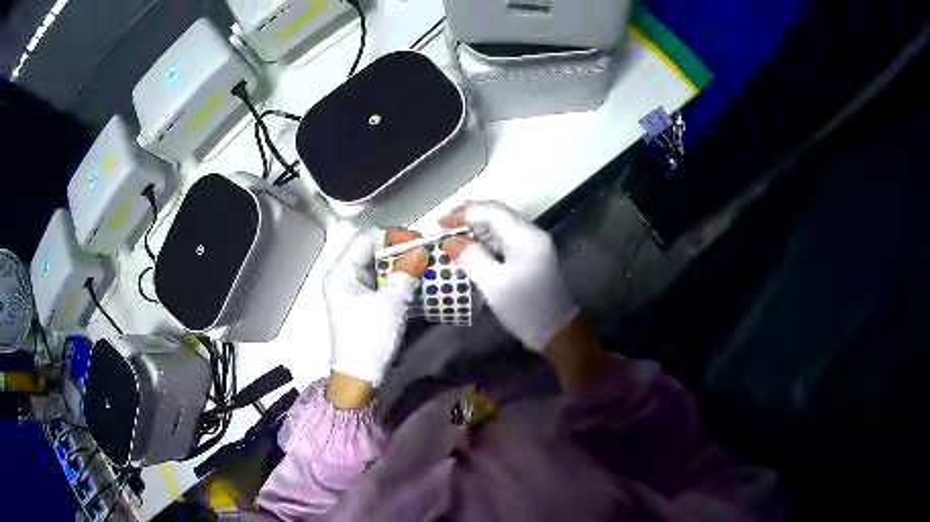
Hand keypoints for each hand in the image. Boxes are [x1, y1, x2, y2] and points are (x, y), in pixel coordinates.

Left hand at [324, 228, 427, 406]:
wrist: (358, 377)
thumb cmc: (370, 339)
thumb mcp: (392, 304)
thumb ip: (407, 273)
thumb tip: (422, 249)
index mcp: (341, 271)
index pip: (366, 237)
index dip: (393, 235)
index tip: (418, 242)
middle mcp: (342, 274)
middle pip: (370, 249)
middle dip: (398, 249)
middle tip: (424, 252)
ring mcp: (350, 288)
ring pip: (376, 264)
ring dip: (399, 263)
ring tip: (423, 264)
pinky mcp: (360, 300)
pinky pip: (378, 279)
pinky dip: (395, 277)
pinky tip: (413, 280)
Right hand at [441, 202, 577, 351]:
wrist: (555, 332)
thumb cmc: (525, 308)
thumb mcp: (494, 283)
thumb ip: (471, 257)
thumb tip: (451, 241)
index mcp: (526, 236)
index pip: (493, 211)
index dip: (465, 213)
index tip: (441, 223)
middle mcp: (531, 234)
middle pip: (496, 216)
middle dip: (468, 220)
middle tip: (442, 230)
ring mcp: (531, 247)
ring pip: (498, 229)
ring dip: (474, 232)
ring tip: (450, 240)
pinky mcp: (528, 259)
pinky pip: (502, 243)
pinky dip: (483, 244)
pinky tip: (468, 252)